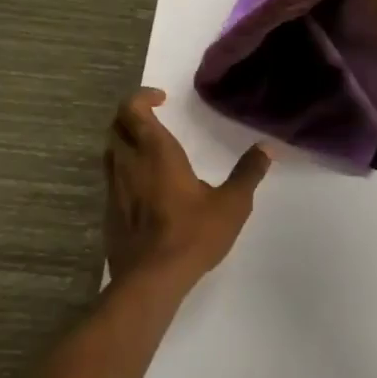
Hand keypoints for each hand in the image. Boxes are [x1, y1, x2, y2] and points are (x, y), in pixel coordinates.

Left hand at [103, 89, 271, 290]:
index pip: (133, 109)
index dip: (142, 97)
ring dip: (125, 141)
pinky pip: (112, 178)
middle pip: (116, 126)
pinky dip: (124, 169)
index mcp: (156, 152)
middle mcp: (129, 163)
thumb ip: (248, 172)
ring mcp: (114, 188)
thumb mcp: (232, 203)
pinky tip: (144, 186)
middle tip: (154, 118)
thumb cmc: (193, 234)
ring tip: (149, 148)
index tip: (162, 99)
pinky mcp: (109, 212)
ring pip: (110, 151)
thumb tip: (267, 148)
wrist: (151, 280)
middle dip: (132, 115)